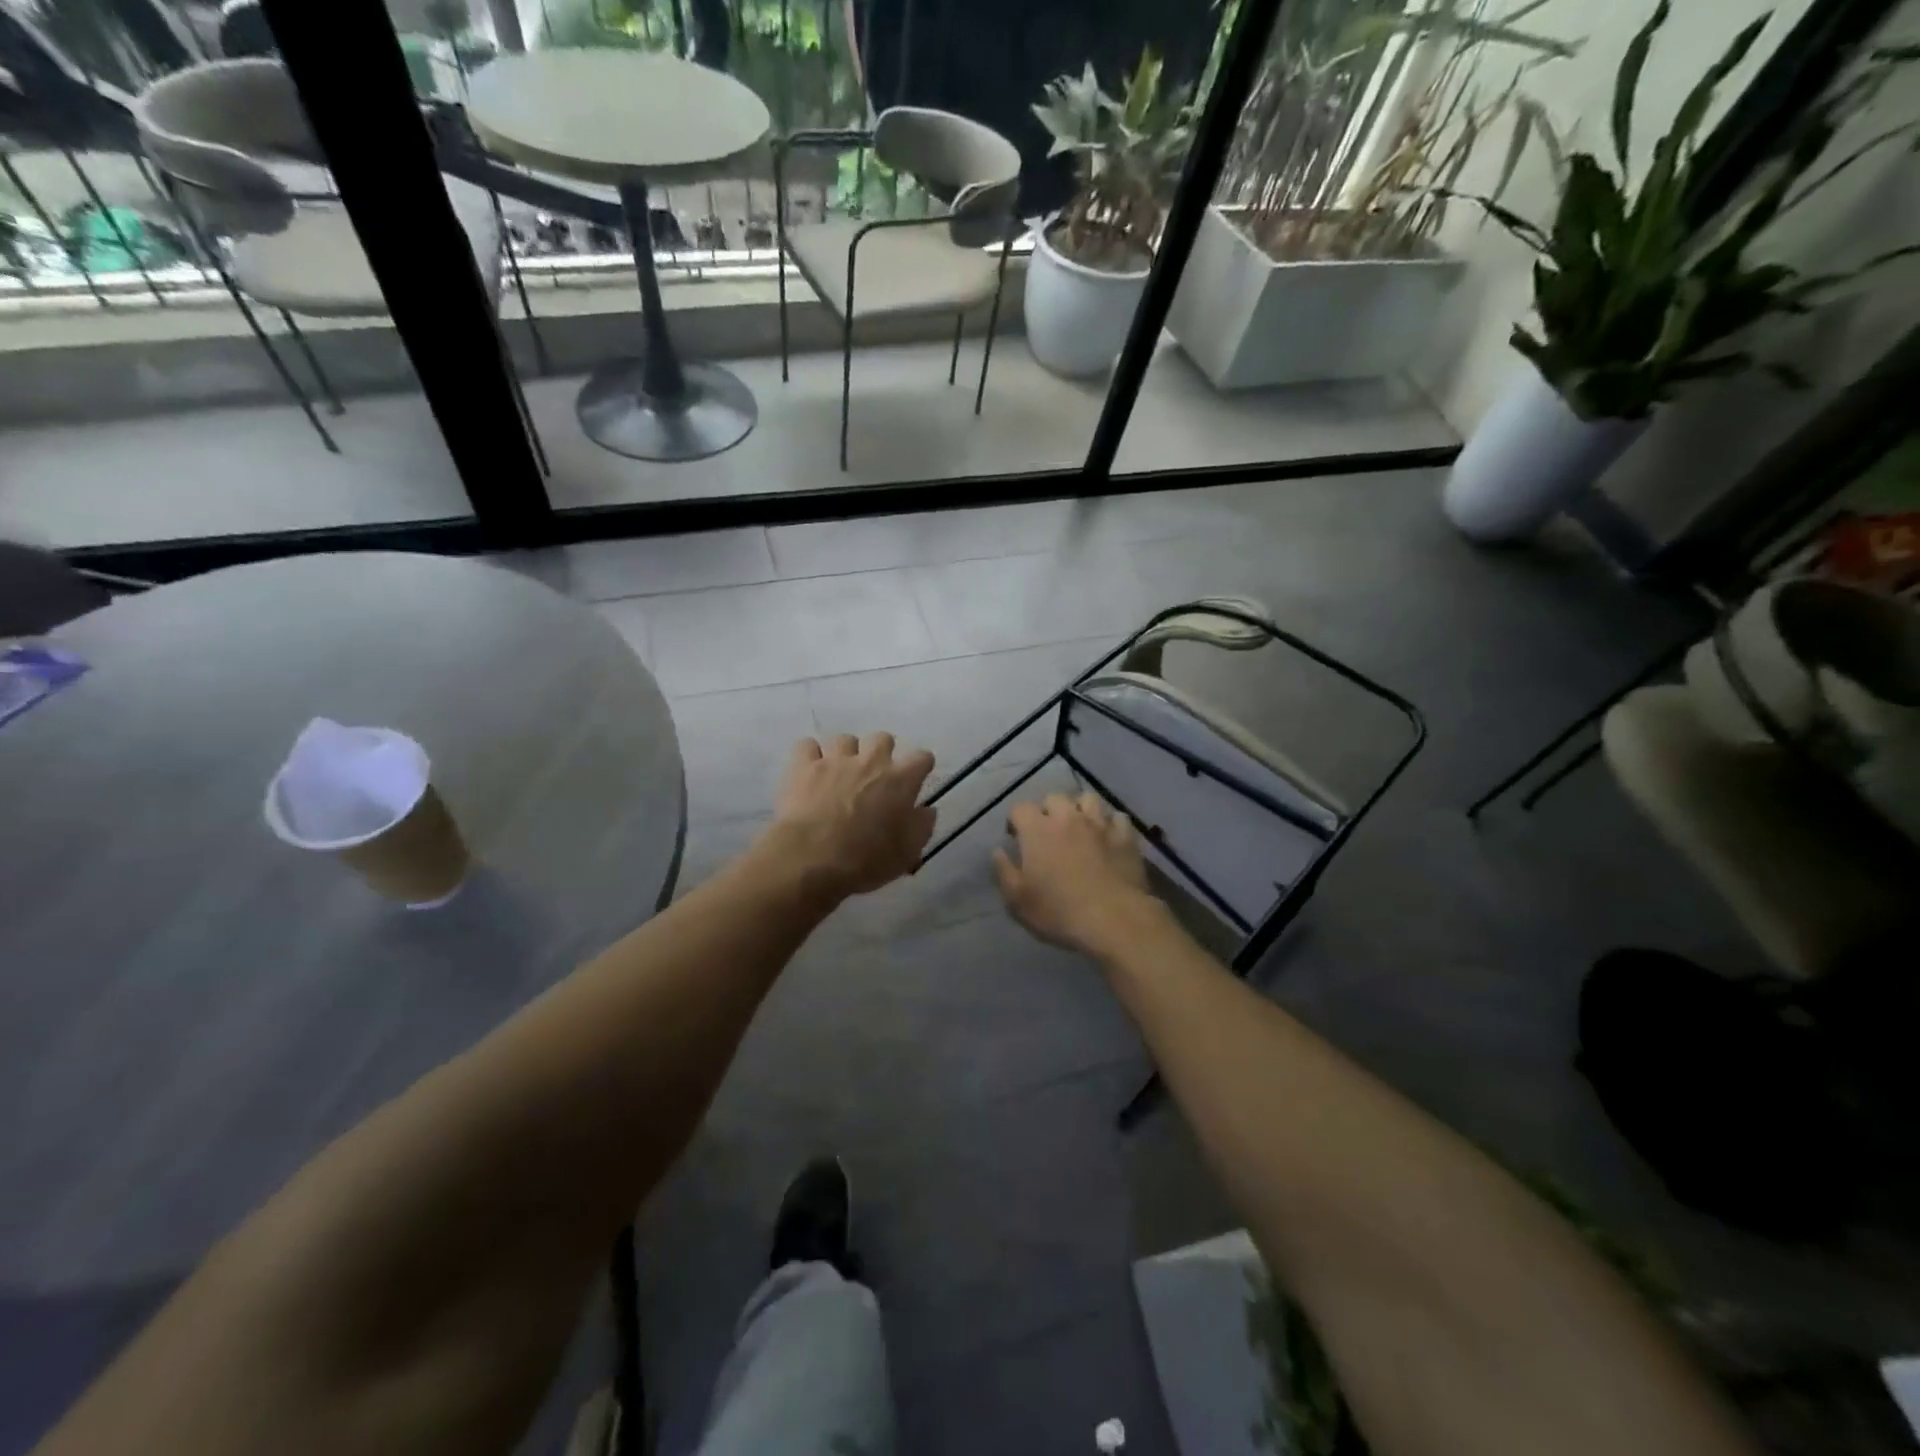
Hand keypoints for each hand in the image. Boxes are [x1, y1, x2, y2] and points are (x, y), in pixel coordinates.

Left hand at [761, 733, 936, 903]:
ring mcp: (835, 760)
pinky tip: (809, 771)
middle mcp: (870, 761)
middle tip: (875, 776)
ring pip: (844, 739)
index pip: (922, 758)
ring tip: (839, 774)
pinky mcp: (803, 765)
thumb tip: (927, 810)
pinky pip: (807, 745)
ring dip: (845, 754)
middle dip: (881, 752)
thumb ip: (922, 827)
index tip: (915, 779)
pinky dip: (810, 755)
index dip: (920, 767)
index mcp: (900, 780)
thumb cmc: (865, 860)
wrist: (811, 859)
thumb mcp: (906, 853)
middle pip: (882, 738)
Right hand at [993, 792, 1165, 960]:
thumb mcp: (1018, 900)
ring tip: (1080, 827)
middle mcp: (1067, 818)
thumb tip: (998, 851)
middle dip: (1048, 810)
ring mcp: (1099, 824)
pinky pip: (1118, 817)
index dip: (1016, 820)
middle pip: (1054, 797)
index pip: (1020, 808)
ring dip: (1080, 809)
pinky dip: (1111, 823)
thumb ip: (1004, 871)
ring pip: (1088, 799)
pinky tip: (1109, 837)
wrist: (1113, 919)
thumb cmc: (1059, 911)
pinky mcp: (1125, 836)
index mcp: (1037, 830)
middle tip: (1049, 832)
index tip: (1016, 837)